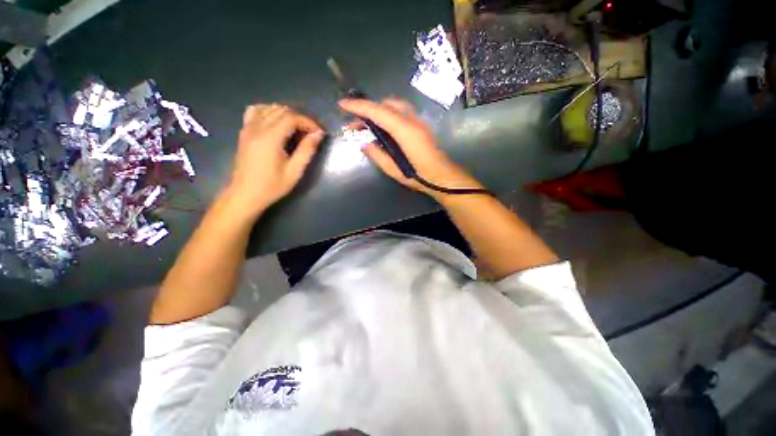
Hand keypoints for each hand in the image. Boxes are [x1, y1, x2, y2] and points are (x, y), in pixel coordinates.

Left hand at [226, 104, 323, 215]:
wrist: (245, 194)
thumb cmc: (272, 186)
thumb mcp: (294, 172)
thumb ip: (307, 151)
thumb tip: (318, 134)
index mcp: (270, 138)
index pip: (291, 118)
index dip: (308, 122)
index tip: (319, 133)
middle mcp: (257, 128)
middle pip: (281, 110)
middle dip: (300, 118)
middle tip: (310, 133)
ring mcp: (248, 128)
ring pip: (269, 108)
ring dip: (286, 114)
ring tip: (296, 129)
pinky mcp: (244, 132)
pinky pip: (255, 111)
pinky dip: (268, 112)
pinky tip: (276, 122)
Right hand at [338, 98, 481, 199]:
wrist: (442, 176)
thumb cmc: (418, 177)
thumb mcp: (393, 170)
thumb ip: (377, 155)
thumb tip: (364, 144)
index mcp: (404, 131)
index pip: (378, 111)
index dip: (358, 106)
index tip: (342, 105)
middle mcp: (412, 120)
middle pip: (386, 104)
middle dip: (368, 109)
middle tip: (356, 124)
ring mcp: (418, 121)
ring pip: (395, 105)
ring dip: (379, 110)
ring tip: (368, 125)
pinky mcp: (421, 125)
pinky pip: (401, 112)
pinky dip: (388, 114)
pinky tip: (384, 127)